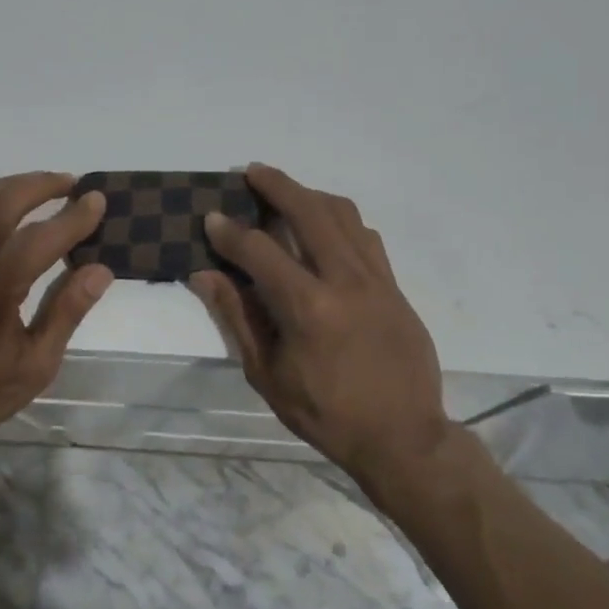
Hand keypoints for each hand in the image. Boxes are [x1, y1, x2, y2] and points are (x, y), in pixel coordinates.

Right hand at [191, 163, 446, 490]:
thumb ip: (237, 317)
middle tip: (251, 171)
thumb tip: (205, 275)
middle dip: (277, 185)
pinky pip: (367, 237)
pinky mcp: (395, 286)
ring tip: (288, 191)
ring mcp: (376, 279)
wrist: (403, 437)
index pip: (260, 250)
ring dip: (311, 195)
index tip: (211, 217)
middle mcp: (344, 280)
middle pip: (309, 211)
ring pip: (344, 215)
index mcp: (307, 307)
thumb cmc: (326, 413)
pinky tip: (327, 228)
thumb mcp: (268, 374)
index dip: (230, 232)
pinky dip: (342, 221)